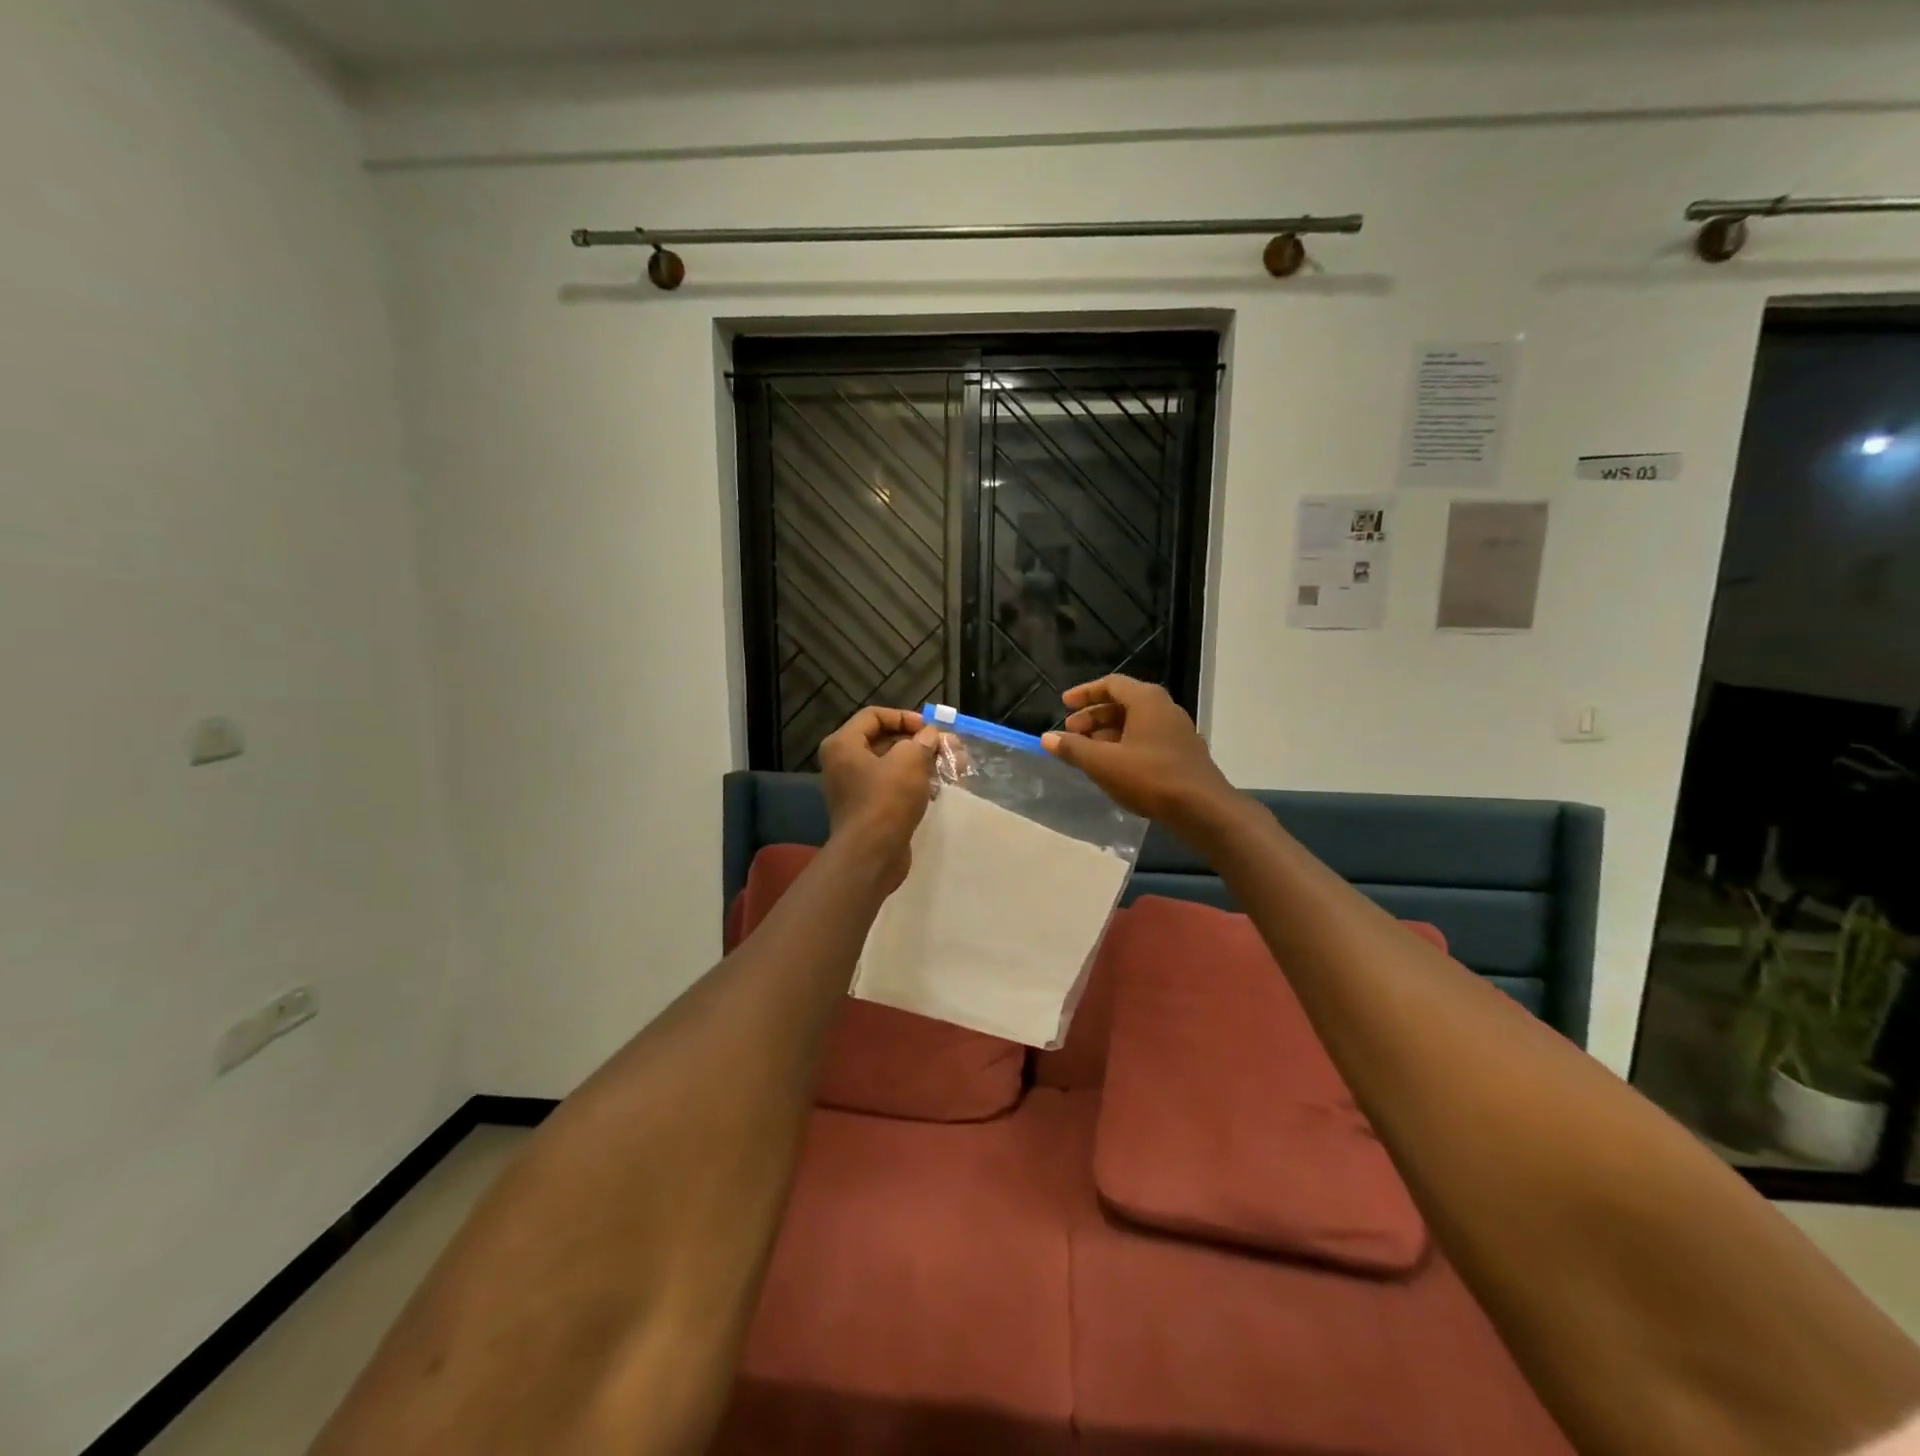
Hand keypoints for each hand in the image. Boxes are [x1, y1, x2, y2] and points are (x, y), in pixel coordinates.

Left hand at [819, 707, 939, 889]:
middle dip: (919, 742)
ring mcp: (855, 788)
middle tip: (949, 747)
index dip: (905, 717)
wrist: (872, 855)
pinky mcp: (869, 810)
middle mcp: (843, 763)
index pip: (874, 716)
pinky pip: (893, 787)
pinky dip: (915, 784)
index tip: (931, 728)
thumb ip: (922, 741)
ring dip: (922, 763)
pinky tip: (939, 788)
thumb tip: (931, 736)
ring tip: (953, 766)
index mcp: (843, 744)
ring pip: (892, 766)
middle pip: (884, 740)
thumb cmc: (886, 799)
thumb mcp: (910, 760)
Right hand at [1042, 676, 1238, 836]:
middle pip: (1123, 703)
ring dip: (1108, 734)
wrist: (1203, 809)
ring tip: (1087, 753)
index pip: (1111, 684)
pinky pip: (1148, 739)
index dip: (1084, 693)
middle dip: (1093, 717)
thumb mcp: (1103, 763)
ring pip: (1135, 723)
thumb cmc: (1150, 778)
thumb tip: (1047, 738)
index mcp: (1146, 700)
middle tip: (1071, 734)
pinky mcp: (1183, 753)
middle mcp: (1165, 708)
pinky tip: (1114, 768)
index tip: (1064, 705)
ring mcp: (1177, 731)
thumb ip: (1073, 749)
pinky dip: (1125, 746)